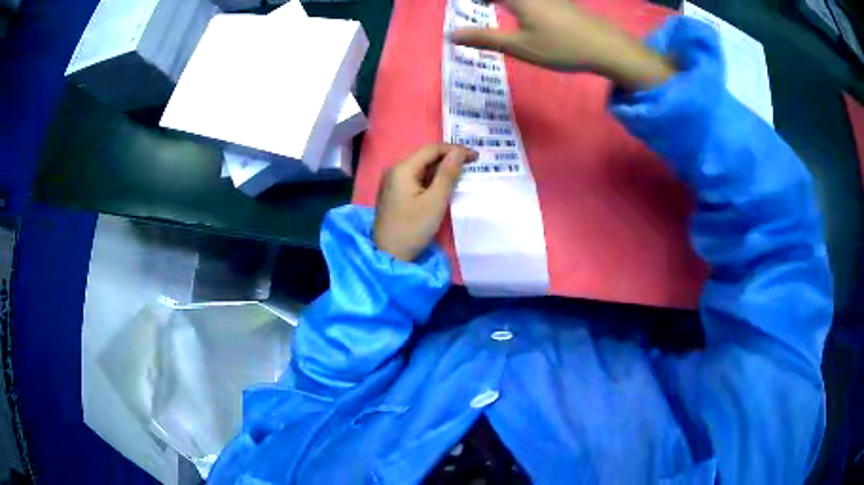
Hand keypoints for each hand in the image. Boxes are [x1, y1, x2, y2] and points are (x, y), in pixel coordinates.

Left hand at [374, 144, 477, 261]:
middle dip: (449, 157)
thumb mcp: (435, 201)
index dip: (455, 149)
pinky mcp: (395, 193)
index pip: (431, 149)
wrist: (389, 254)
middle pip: (425, 156)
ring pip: (421, 167)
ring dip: (441, 168)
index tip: (475, 157)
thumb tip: (458, 152)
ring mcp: (393, 181)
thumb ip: (447, 174)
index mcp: (402, 168)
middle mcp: (395, 170)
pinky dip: (432, 178)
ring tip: (462, 172)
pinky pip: (416, 178)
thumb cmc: (412, 228)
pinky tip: (444, 184)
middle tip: (472, 163)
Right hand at [451, 0, 674, 89]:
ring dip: (501, 4)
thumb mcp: (521, 47)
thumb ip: (485, 39)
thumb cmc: (562, 47)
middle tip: (477, 11)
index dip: (470, 2)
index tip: (460, 9)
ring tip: (490, 10)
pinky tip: (519, 13)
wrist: (607, 47)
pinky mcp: (559, 0)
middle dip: (485, 4)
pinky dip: (517, 4)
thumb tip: (452, 35)